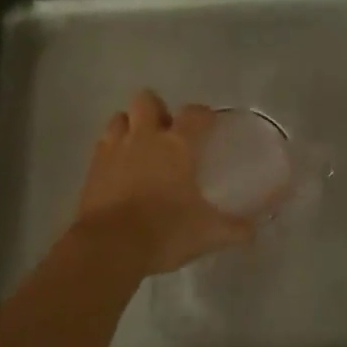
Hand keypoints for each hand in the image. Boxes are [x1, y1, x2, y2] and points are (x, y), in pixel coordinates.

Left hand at [74, 92, 253, 276]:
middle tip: (167, 133)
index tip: (210, 124)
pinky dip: (112, 151)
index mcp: (177, 145)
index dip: (203, 114)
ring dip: (130, 126)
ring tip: (140, 147)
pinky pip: (102, 145)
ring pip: (119, 118)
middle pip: (147, 100)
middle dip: (157, 110)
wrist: (110, 246)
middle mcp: (145, 137)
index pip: (194, 114)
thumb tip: (254, 230)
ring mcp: (114, 149)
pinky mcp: (92, 168)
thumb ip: (234, 229)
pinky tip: (120, 170)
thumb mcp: (208, 234)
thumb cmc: (165, 232)